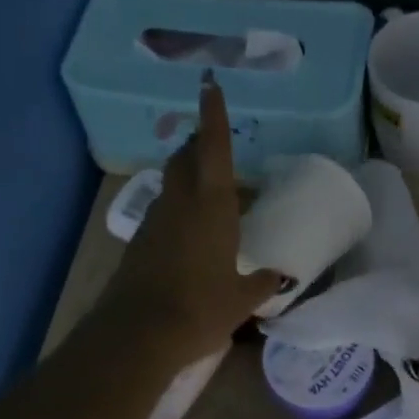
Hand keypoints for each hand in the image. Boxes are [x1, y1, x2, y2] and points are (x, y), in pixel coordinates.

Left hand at [94, 74, 280, 363]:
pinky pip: (163, 210)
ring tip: (209, 188)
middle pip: (187, 158)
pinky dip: (178, 207)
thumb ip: (262, 283)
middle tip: (216, 144)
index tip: (211, 85)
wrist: (138, 333)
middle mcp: (180, 202)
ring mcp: (155, 220)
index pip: (214, 148)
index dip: (213, 116)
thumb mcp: (241, 299)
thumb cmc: (200, 308)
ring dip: (188, 175)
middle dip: (200, 144)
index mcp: (211, 205)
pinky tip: (190, 230)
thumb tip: (279, 277)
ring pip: (172, 183)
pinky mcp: (140, 241)